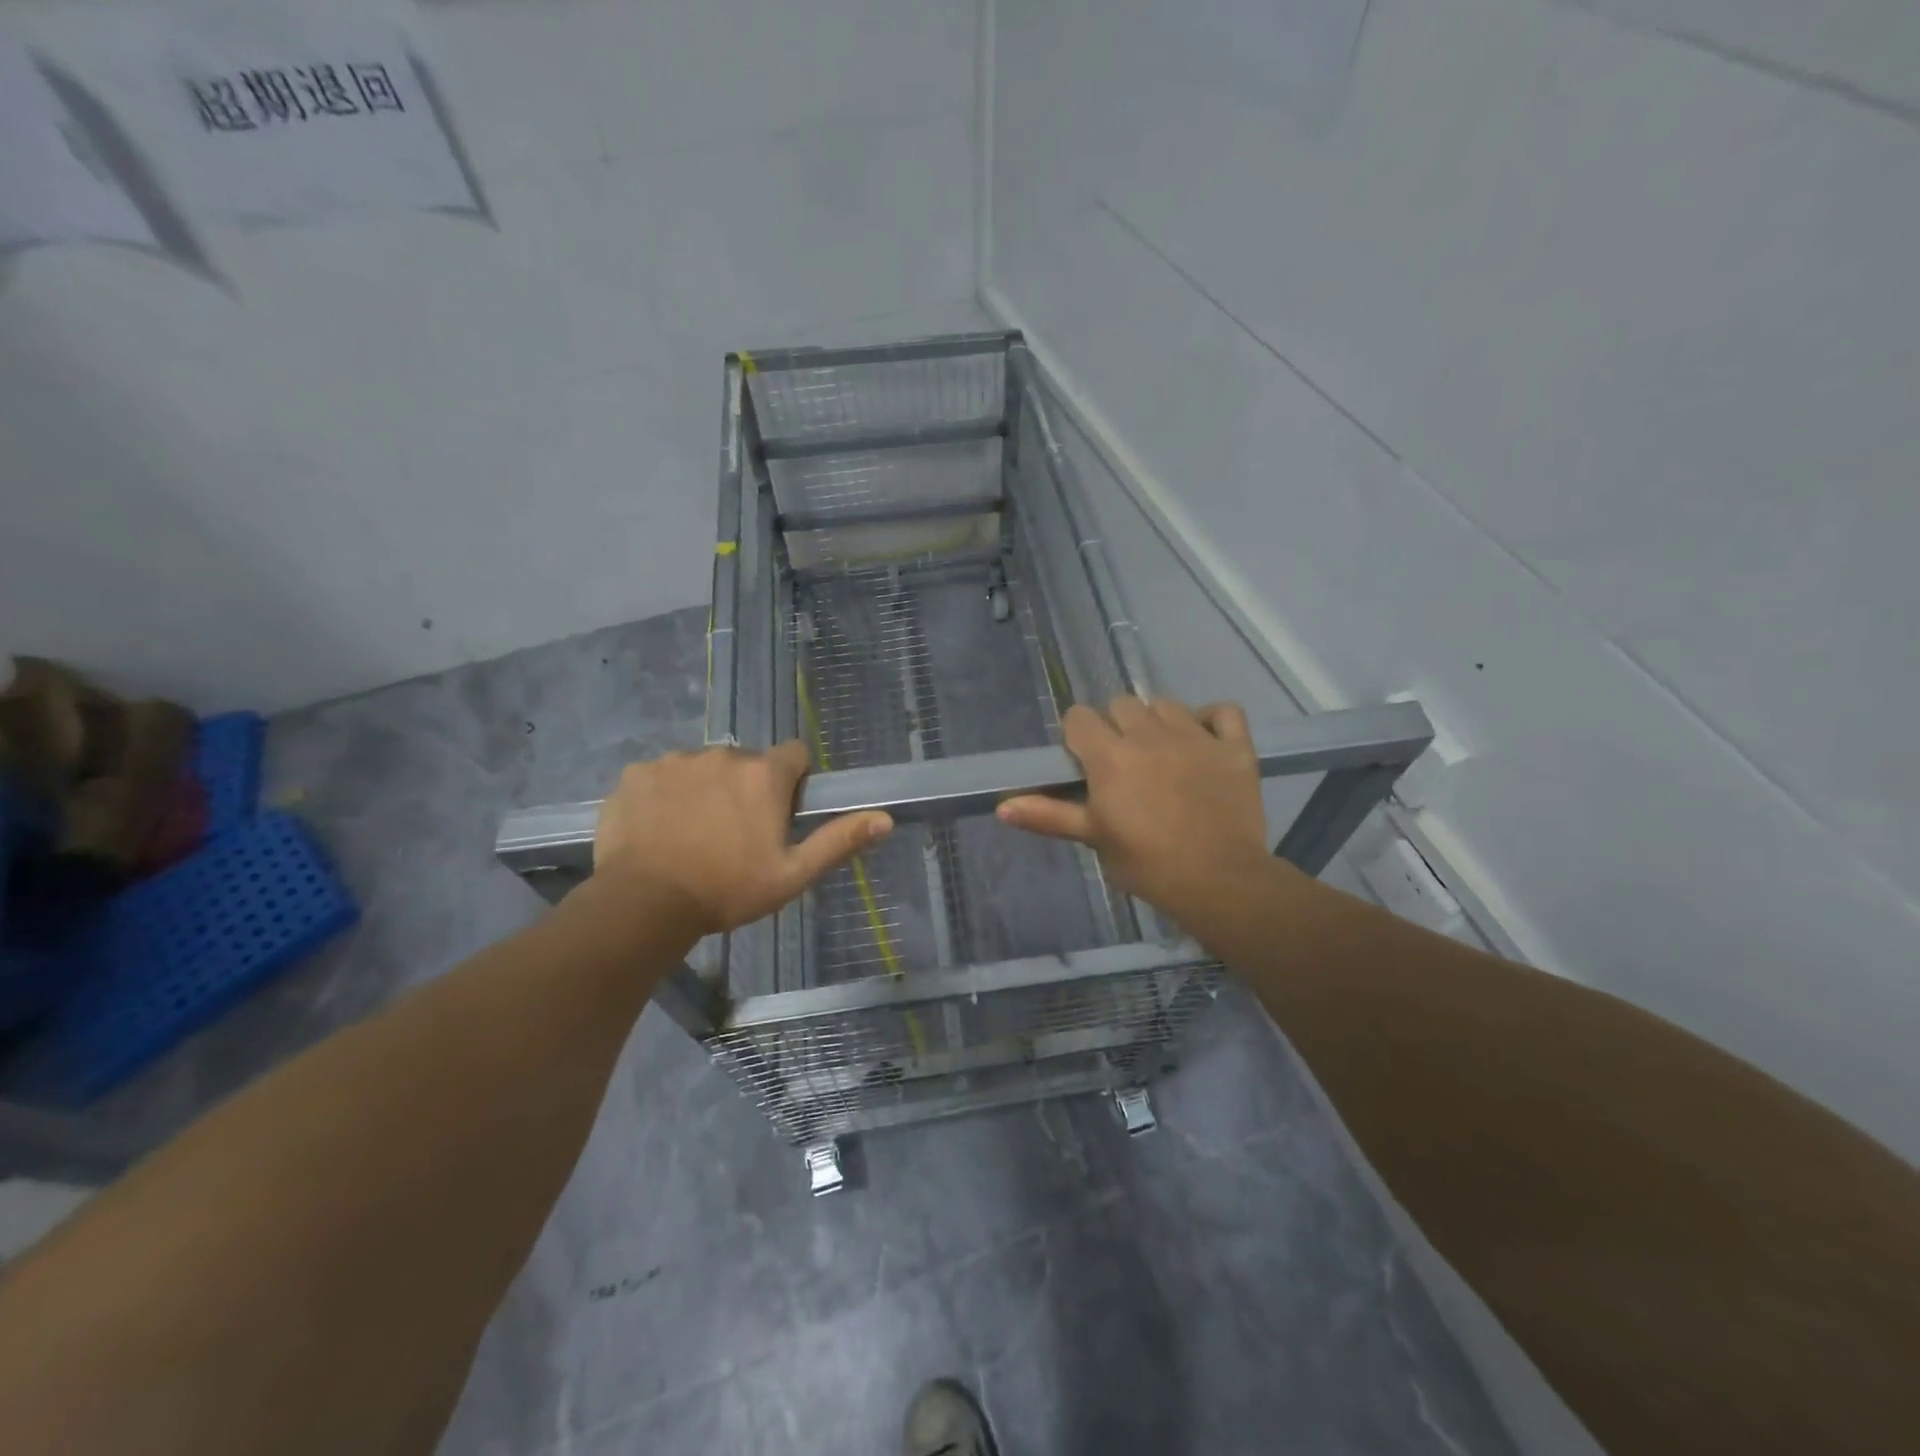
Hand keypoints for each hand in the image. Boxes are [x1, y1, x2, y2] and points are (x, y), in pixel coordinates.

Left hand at [594, 741, 890, 934]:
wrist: (643, 903)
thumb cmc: (727, 890)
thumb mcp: (793, 874)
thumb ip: (839, 841)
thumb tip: (885, 818)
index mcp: (763, 774)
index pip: (794, 754)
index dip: (793, 781)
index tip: (781, 813)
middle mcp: (722, 755)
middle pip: (746, 763)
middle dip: (746, 788)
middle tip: (735, 834)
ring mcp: (675, 761)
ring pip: (703, 768)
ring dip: (706, 790)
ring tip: (693, 834)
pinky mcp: (636, 774)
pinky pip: (661, 776)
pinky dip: (665, 795)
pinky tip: (658, 830)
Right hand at [997, 697, 1269, 923]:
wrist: (1218, 881)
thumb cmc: (1146, 864)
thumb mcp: (1093, 838)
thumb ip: (1048, 816)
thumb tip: (1002, 807)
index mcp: (1110, 756)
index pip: (1079, 717)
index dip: (1077, 736)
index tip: (1084, 761)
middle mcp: (1149, 734)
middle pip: (1121, 704)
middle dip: (1115, 726)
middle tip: (1122, 763)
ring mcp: (1196, 736)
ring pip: (1166, 704)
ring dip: (1157, 721)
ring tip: (1160, 752)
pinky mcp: (1234, 747)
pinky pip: (1223, 711)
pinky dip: (1212, 719)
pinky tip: (1205, 739)